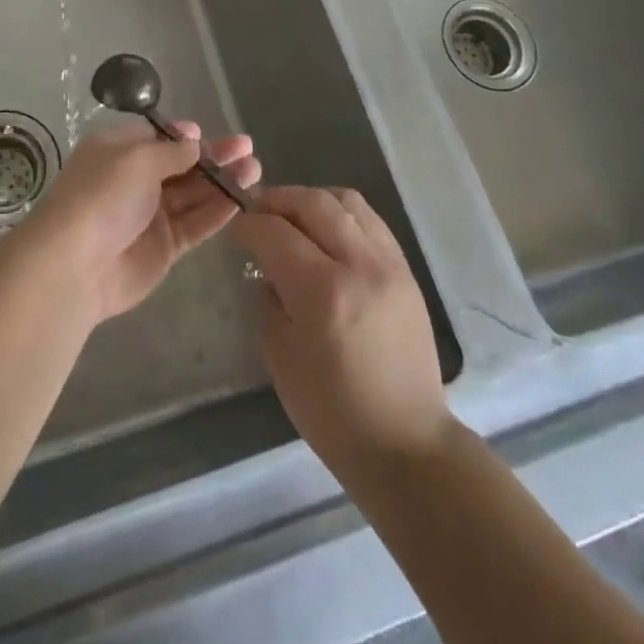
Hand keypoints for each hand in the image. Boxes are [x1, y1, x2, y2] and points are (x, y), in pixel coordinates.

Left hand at [23, 119, 259, 322]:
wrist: (77, 265)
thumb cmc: (102, 195)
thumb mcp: (137, 158)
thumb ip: (172, 151)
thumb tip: (194, 139)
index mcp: (118, 150)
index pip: (157, 137)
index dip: (184, 135)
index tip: (210, 133)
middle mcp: (134, 179)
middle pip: (181, 165)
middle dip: (214, 156)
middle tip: (247, 148)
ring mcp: (150, 215)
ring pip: (194, 194)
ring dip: (223, 181)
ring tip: (255, 169)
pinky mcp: (165, 247)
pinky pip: (196, 223)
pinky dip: (218, 211)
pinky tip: (243, 198)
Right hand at [231, 186, 451, 483]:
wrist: (405, 444)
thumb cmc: (331, 411)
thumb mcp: (278, 355)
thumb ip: (268, 298)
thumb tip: (269, 268)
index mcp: (322, 292)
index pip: (275, 231)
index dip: (248, 225)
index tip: (236, 231)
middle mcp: (358, 265)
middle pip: (312, 202)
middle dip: (277, 200)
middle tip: (258, 214)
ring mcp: (388, 264)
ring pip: (345, 200)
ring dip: (312, 200)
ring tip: (294, 218)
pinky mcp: (406, 271)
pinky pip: (370, 220)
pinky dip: (341, 214)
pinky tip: (327, 232)